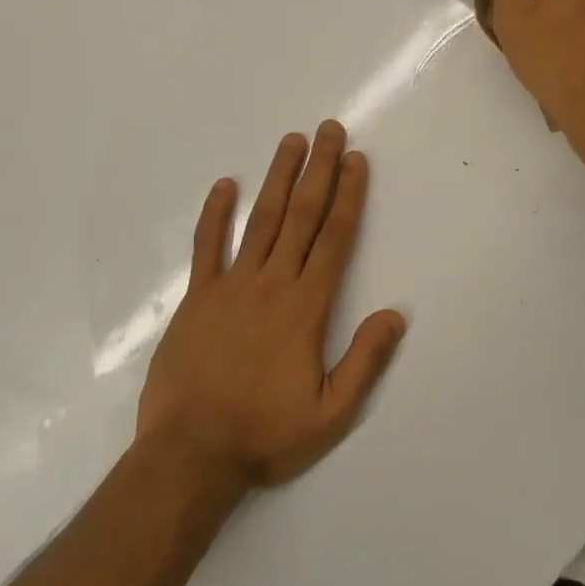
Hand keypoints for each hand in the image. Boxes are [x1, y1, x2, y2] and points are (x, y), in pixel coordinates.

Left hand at [136, 122, 406, 487]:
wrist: (189, 455)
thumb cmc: (264, 433)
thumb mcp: (330, 412)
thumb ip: (364, 360)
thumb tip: (395, 314)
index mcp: (306, 306)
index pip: (334, 238)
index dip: (347, 195)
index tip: (355, 160)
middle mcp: (272, 283)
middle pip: (302, 215)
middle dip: (319, 170)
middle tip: (329, 130)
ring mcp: (231, 285)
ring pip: (262, 219)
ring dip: (278, 177)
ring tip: (292, 141)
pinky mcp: (198, 297)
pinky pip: (207, 246)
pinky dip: (216, 214)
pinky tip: (226, 184)